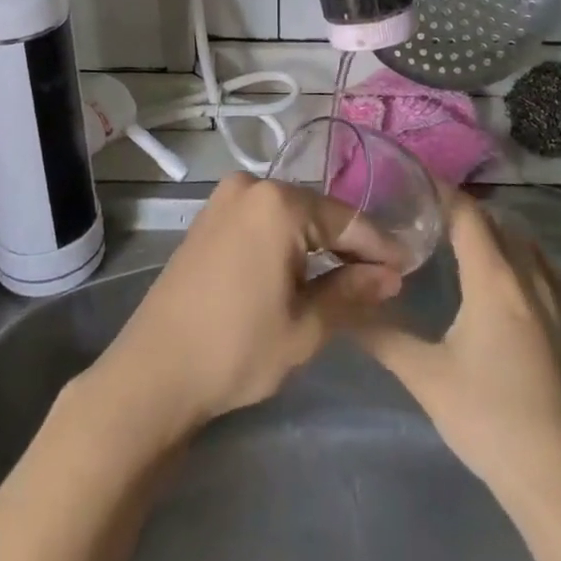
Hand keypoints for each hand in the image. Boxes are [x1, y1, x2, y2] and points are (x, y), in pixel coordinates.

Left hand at [86, 174, 401, 443]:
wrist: (152, 373)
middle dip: (349, 244)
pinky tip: (303, 269)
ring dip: (318, 243)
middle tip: (382, 276)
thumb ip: (352, 293)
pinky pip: (262, 222)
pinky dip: (287, 242)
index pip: (346, 220)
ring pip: (289, 216)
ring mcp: (224, 200)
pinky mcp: (208, 219)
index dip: (380, 247)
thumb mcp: (305, 327)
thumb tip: (391, 276)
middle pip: (317, 212)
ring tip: (349, 276)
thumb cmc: (235, 349)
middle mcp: (250, 187)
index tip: (408, 267)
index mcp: (277, 203)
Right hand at [355, 192, 560, 498]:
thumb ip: (381, 336)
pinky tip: (501, 273)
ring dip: (493, 229)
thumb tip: (340, 308)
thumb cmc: (488, 419)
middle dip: (462, 209)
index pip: (469, 216)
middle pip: (497, 223)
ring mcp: (554, 300)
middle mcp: (529, 278)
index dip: (442, 192)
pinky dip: (518, 252)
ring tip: (456, 235)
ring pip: (523, 242)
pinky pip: (543, 266)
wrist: (555, 476)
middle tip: (422, 211)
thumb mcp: (425, 376)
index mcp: (495, 281)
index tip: (412, 180)